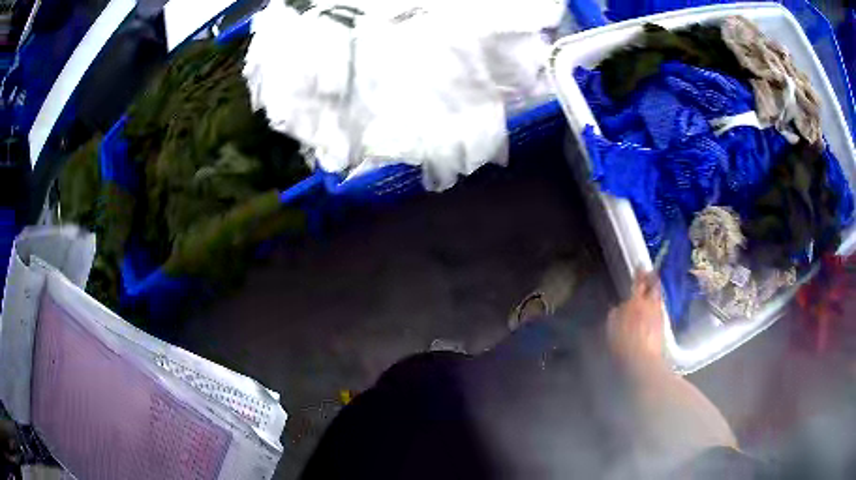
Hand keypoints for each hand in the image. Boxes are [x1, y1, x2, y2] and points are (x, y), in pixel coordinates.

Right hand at [607, 271, 666, 373]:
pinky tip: (653, 311)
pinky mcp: (663, 326)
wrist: (643, 361)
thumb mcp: (612, 328)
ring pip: (658, 298)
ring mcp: (659, 315)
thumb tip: (619, 307)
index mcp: (636, 301)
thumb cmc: (623, 343)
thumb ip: (615, 314)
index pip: (639, 282)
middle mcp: (650, 304)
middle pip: (654, 287)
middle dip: (652, 279)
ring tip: (651, 291)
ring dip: (655, 293)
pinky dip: (656, 307)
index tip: (640, 266)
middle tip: (650, 273)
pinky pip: (660, 310)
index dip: (639, 273)